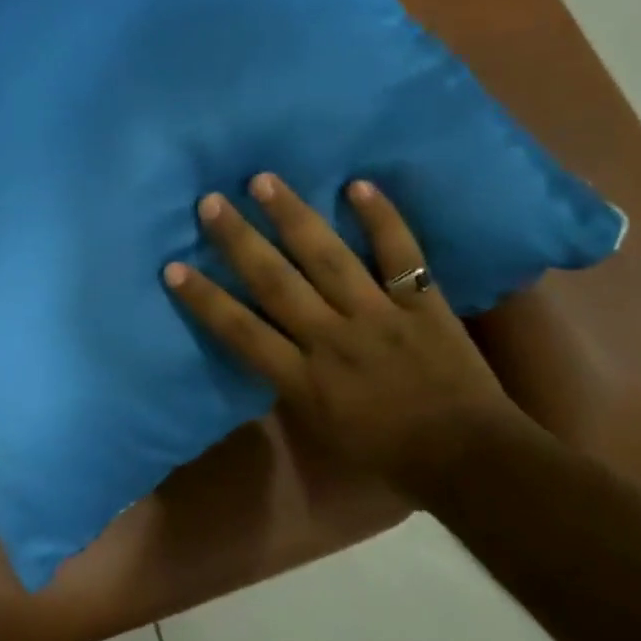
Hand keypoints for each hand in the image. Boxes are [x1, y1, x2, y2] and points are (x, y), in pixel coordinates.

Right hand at [163, 174, 533, 487]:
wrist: (468, 459)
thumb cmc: (386, 452)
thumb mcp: (321, 427)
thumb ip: (290, 383)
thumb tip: (266, 345)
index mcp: (304, 378)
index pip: (241, 331)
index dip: (204, 298)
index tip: (172, 267)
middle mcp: (332, 339)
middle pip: (276, 283)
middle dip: (239, 241)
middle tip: (210, 202)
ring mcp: (379, 315)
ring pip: (328, 258)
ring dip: (293, 217)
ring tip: (264, 180)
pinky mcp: (422, 303)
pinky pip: (400, 255)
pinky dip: (382, 219)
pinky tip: (359, 185)